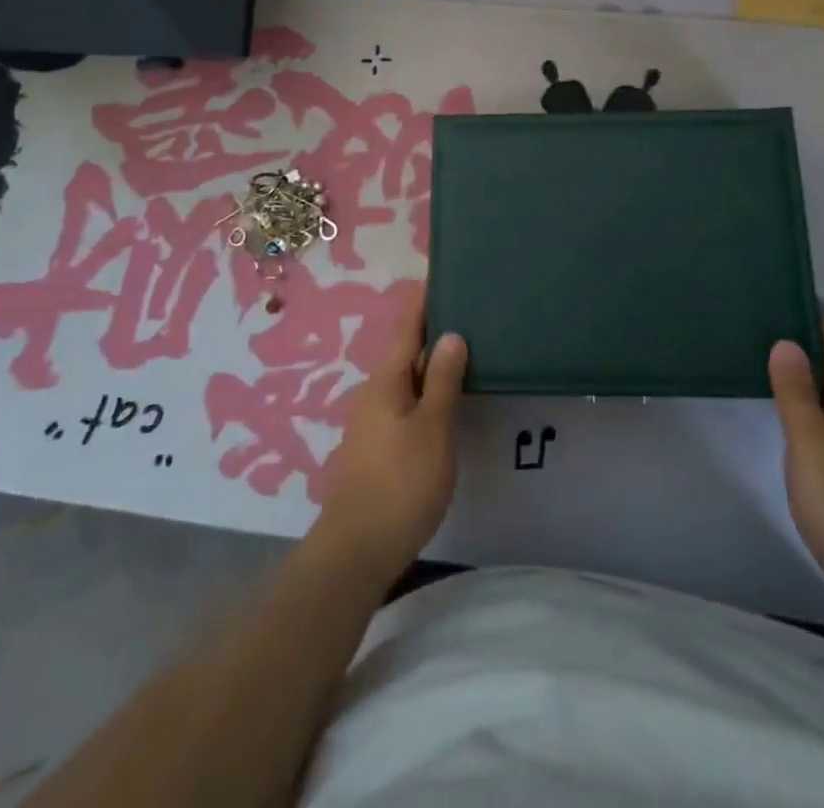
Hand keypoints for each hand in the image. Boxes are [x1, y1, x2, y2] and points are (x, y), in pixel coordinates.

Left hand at [313, 299, 466, 578]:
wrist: (357, 550)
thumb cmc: (400, 482)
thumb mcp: (432, 428)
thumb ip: (442, 380)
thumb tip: (451, 334)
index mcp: (386, 380)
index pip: (406, 326)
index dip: (423, 300)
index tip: (440, 274)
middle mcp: (374, 392)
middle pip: (404, 350)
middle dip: (431, 328)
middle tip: (467, 310)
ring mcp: (372, 421)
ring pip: (405, 378)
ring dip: (429, 361)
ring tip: (464, 349)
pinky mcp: (377, 446)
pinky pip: (405, 402)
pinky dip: (425, 389)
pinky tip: (444, 399)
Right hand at [769, 313, 823, 611]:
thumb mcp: (810, 441)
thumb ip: (796, 391)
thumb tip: (786, 342)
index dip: (818, 316)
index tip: (791, 287)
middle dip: (809, 341)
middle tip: (768, 318)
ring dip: (810, 374)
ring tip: (772, 358)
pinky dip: (812, 404)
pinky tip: (791, 413)